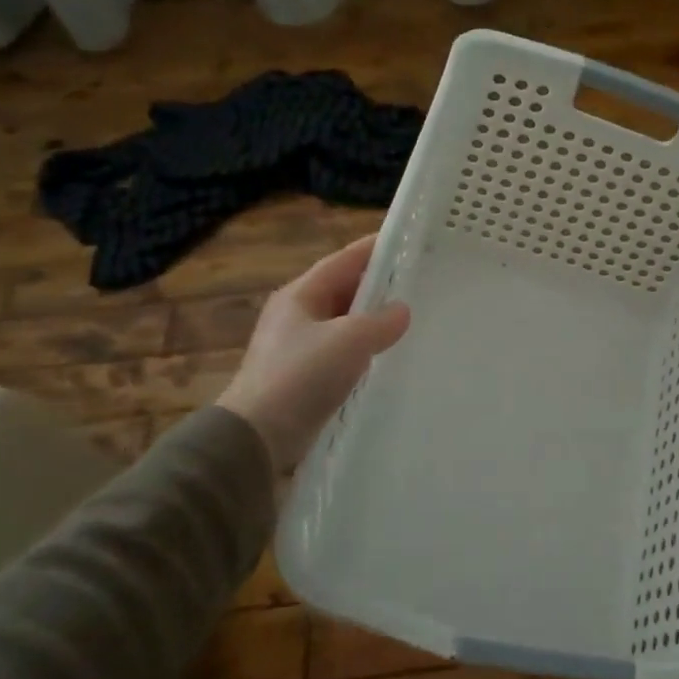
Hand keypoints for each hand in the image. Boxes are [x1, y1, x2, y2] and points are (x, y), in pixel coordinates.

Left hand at [216, 234, 410, 470]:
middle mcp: (298, 315)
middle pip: (344, 289)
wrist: (258, 436)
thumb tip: (402, 310)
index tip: (409, 241)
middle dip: (379, 284)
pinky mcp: (307, 377)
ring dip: (374, 319)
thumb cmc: (301, 375)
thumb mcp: (349, 340)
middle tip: (419, 281)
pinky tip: (388, 356)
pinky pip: (344, 352)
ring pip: (346, 322)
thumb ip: (381, 321)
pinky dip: (366, 348)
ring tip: (412, 317)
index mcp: (300, 295)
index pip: (343, 260)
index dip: (375, 249)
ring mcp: (301, 347)